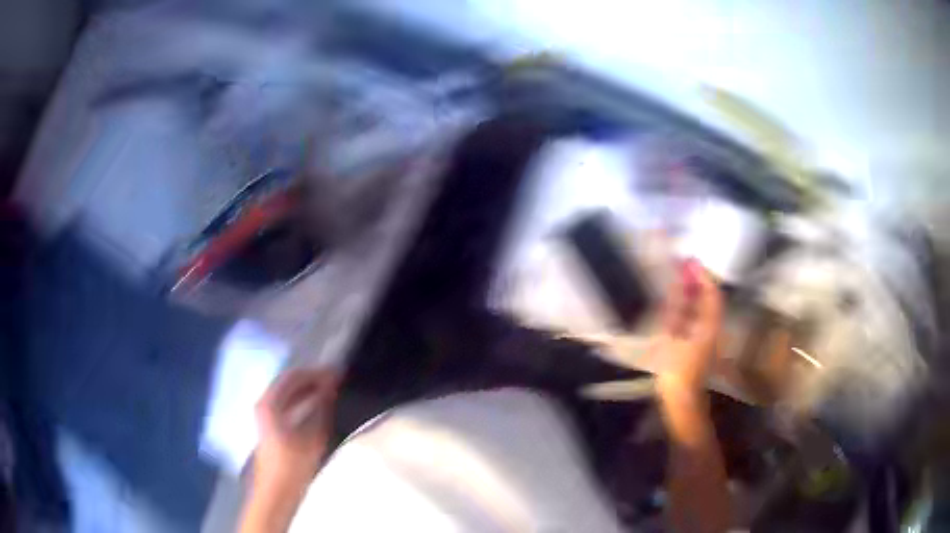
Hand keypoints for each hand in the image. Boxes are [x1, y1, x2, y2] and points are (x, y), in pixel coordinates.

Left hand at [253, 369, 340, 491]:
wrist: (276, 493)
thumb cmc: (293, 466)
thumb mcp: (312, 437)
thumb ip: (321, 408)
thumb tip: (331, 385)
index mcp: (269, 403)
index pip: (292, 376)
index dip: (315, 372)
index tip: (337, 373)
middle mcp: (263, 404)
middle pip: (288, 383)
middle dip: (312, 380)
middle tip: (336, 381)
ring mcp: (264, 415)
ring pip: (288, 394)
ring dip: (308, 391)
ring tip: (331, 392)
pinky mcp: (269, 427)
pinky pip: (287, 405)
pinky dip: (303, 402)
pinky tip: (317, 408)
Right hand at [653, 258, 722, 398]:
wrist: (682, 397)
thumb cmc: (677, 368)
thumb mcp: (674, 336)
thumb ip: (676, 308)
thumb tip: (678, 283)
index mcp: (709, 324)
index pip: (711, 293)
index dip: (702, 275)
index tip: (689, 260)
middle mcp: (712, 326)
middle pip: (710, 298)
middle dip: (698, 280)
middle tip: (682, 266)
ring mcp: (707, 335)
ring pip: (704, 307)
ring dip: (694, 291)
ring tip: (679, 278)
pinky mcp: (700, 342)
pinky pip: (698, 316)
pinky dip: (690, 305)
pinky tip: (679, 302)